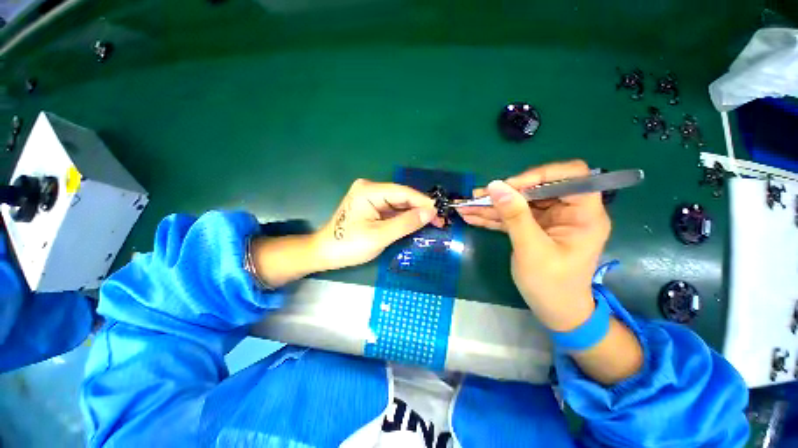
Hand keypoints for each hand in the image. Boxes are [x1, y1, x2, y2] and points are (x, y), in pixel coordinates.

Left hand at [313, 179, 440, 270]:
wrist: (325, 253)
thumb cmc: (349, 245)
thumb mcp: (380, 236)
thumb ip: (405, 223)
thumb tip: (430, 212)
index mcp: (369, 191)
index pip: (403, 193)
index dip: (424, 202)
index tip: (441, 212)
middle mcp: (370, 189)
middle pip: (402, 197)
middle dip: (421, 209)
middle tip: (439, 221)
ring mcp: (371, 197)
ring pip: (399, 204)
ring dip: (414, 214)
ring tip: (433, 223)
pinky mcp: (371, 207)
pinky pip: (392, 210)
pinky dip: (405, 217)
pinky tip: (417, 223)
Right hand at [457, 160, 610, 330]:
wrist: (554, 311)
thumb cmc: (552, 285)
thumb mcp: (532, 250)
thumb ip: (515, 216)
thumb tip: (495, 186)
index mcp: (584, 214)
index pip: (571, 176)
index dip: (540, 175)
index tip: (510, 186)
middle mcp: (568, 211)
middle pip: (536, 188)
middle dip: (505, 192)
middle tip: (478, 196)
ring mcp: (548, 220)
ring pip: (519, 203)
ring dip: (492, 205)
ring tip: (466, 206)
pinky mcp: (533, 228)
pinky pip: (511, 216)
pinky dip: (492, 217)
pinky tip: (471, 216)